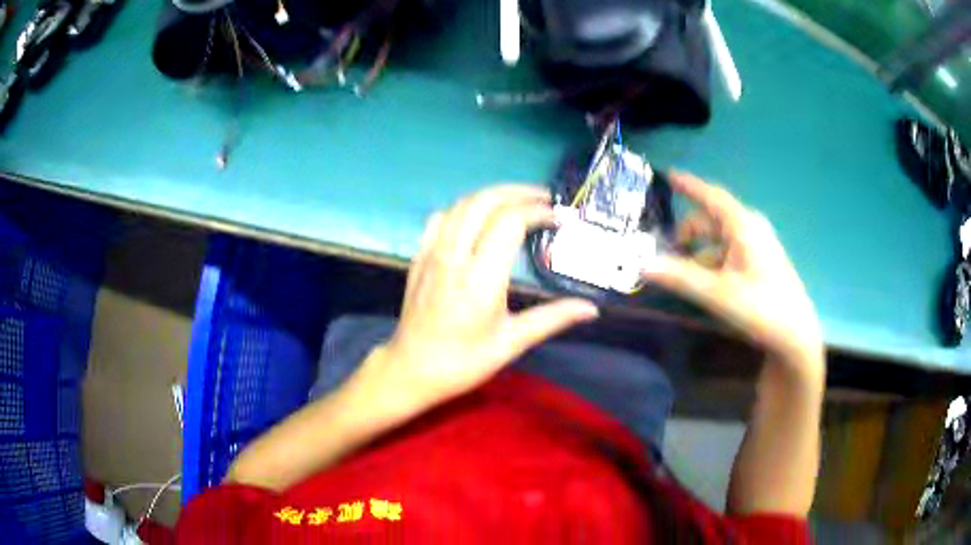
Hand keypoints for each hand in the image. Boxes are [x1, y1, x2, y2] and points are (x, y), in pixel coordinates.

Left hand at [363, 185, 598, 411]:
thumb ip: (552, 318)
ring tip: (518, 202)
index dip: (537, 212)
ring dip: (493, 195)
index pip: (510, 221)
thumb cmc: (463, 361)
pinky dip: (464, 207)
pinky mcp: (419, 256)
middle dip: (518, 192)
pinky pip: (442, 217)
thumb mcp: (511, 343)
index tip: (558, 218)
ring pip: (462, 204)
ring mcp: (432, 253)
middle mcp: (454, 256)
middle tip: (544, 199)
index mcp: (480, 278)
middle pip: (486, 201)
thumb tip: (590, 309)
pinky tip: (477, 217)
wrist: (411, 369)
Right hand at [643, 171, 823, 376]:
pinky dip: (712, 260)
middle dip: (688, 232)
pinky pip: (729, 252)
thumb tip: (643, 264)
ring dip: (698, 250)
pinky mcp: (761, 263)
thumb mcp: (718, 293)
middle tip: (665, 251)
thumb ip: (681, 277)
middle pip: (712, 220)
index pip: (711, 196)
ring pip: (720, 238)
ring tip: (680, 272)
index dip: (689, 186)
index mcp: (743, 225)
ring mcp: (758, 246)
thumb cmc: (761, 307)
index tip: (668, 174)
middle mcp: (751, 228)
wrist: (796, 335)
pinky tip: (703, 281)